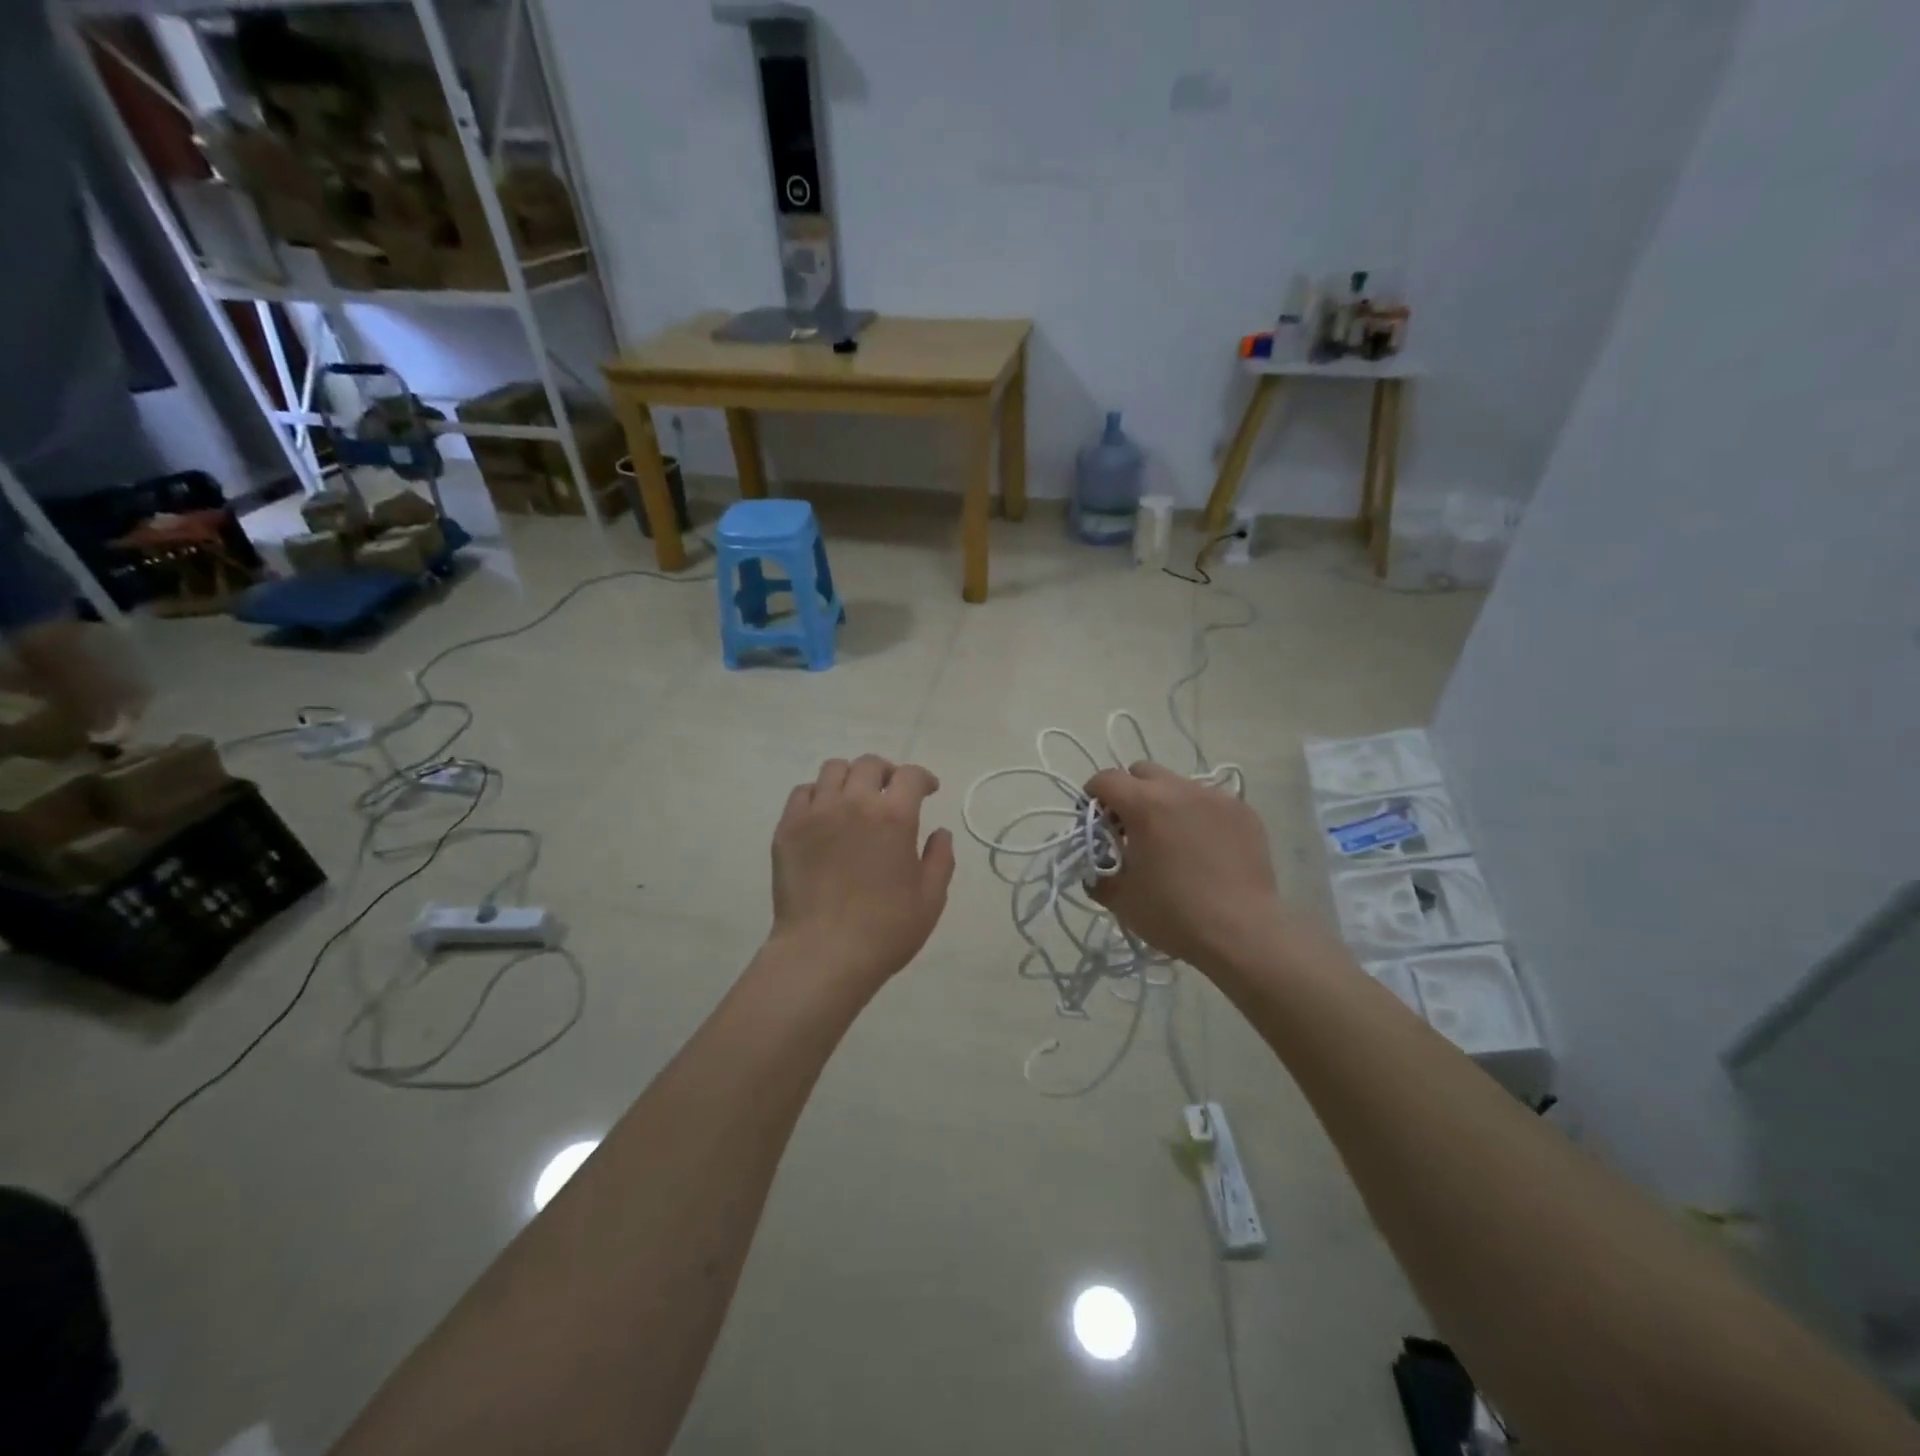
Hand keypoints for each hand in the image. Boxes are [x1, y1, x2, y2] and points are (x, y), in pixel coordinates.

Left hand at [770, 755, 955, 990]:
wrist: (823, 954)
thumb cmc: (885, 930)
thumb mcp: (930, 899)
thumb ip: (940, 859)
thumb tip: (939, 833)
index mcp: (894, 816)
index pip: (910, 775)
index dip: (923, 778)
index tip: (928, 790)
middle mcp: (854, 803)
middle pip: (870, 764)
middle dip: (887, 773)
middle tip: (891, 793)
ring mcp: (816, 812)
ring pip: (833, 770)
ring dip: (851, 778)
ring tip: (855, 799)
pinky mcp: (788, 828)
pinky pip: (802, 792)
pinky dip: (818, 795)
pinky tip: (824, 814)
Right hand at [1083, 762, 1283, 973]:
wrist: (1242, 933)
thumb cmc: (1173, 914)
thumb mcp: (1120, 899)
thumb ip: (1098, 873)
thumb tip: (1096, 866)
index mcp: (1143, 804)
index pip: (1105, 779)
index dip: (1093, 796)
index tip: (1097, 822)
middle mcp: (1179, 789)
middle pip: (1143, 772)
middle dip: (1130, 792)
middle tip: (1133, 828)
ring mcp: (1216, 798)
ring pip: (1179, 786)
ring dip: (1167, 803)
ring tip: (1174, 840)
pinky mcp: (1244, 812)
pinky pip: (1211, 802)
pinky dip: (1200, 816)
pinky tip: (1207, 849)